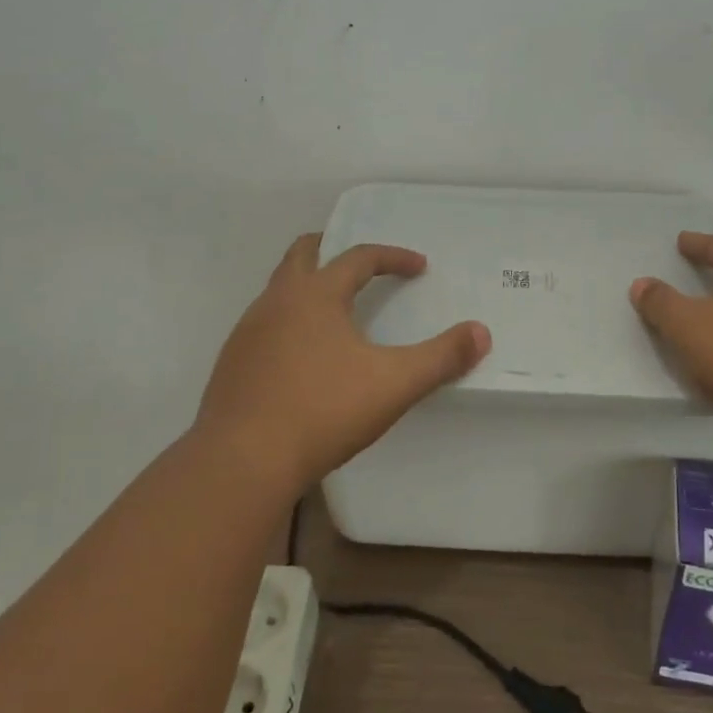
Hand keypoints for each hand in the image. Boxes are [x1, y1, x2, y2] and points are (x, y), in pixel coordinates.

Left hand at [195, 234, 490, 494]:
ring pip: (279, 290)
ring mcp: (247, 332)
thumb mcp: (394, 384)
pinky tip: (304, 359)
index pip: (358, 257)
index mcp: (315, 294)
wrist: (242, 462)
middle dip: (333, 250)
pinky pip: (264, 326)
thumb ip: (441, 358)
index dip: (393, 257)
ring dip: (309, 288)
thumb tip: (481, 333)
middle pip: (303, 254)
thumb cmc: (323, 411)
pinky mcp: (232, 364)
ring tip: (336, 315)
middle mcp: (276, 301)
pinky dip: (289, 324)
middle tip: (362, 265)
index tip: (419, 267)